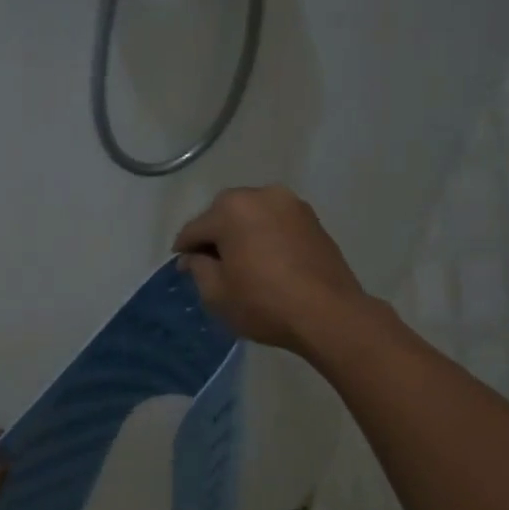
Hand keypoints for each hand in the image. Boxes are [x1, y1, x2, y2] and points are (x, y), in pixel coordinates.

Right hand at [172, 186, 368, 354]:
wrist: (328, 314)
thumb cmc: (264, 303)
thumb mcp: (216, 293)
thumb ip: (198, 268)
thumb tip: (194, 257)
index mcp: (231, 209)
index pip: (195, 228)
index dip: (184, 249)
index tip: (181, 267)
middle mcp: (261, 195)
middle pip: (224, 213)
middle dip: (214, 235)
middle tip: (210, 263)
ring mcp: (291, 204)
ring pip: (253, 215)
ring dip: (242, 233)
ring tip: (240, 261)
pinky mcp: (312, 219)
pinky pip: (276, 223)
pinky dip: (265, 236)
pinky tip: (265, 260)